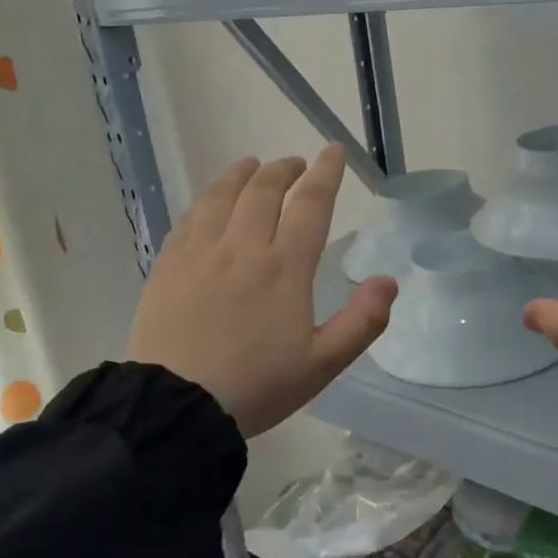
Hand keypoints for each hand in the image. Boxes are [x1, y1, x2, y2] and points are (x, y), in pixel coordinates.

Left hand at [125, 146, 397, 436]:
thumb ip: (362, 322)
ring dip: (242, 174)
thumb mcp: (322, 365)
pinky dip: (206, 200)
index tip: (333, 150)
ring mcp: (201, 253)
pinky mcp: (168, 266)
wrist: (176, 407)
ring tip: (252, 165)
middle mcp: (242, 247)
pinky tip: (210, 202)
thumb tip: (389, 281)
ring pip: (223, 196)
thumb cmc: (256, 386)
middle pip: (264, 191)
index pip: (310, 205)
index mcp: (284, 267)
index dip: (326, 173)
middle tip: (294, 164)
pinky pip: (189, 218)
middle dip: (284, 170)